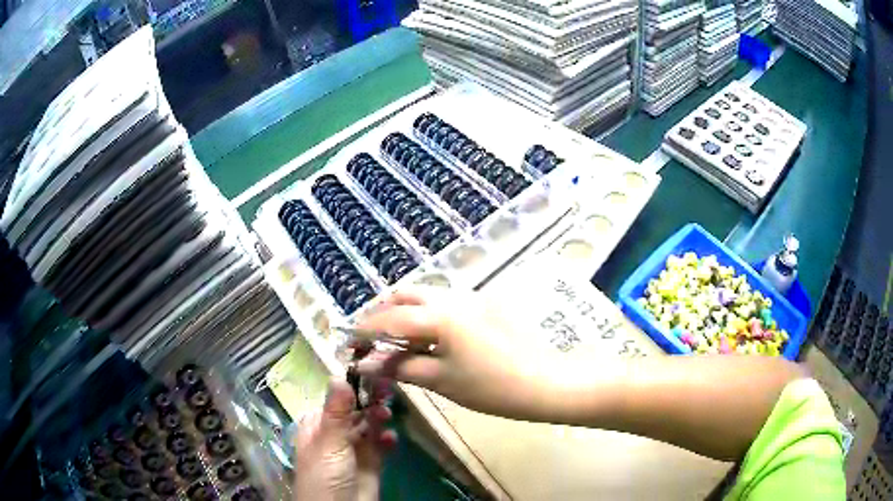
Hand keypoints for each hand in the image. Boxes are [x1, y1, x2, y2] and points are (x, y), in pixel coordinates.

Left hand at [293, 379, 396, 500]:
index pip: (336, 399)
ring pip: (369, 425)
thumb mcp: (329, 441)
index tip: (372, 371)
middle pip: (355, 410)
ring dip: (379, 418)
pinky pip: (381, 445)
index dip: (353, 385)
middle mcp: (335, 434)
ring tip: (387, 415)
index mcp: (318, 425)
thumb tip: (338, 375)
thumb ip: (337, 411)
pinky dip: (387, 440)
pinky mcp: (371, 463)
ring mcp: (354, 449)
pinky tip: (391, 439)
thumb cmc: (325, 473)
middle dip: (370, 400)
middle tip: (387, 389)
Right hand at [356, 287, 548, 420]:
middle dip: (383, 313)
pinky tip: (425, 339)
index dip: (365, 330)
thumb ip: (398, 367)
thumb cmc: (490, 386)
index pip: (389, 317)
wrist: (542, 382)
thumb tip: (364, 363)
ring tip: (395, 341)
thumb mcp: (439, 380)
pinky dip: (424, 315)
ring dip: (404, 312)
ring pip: (425, 296)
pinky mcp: (482, 306)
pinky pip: (443, 303)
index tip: (349, 343)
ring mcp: (470, 298)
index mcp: (439, 315)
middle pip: (405, 294)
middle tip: (371, 340)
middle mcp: (452, 297)